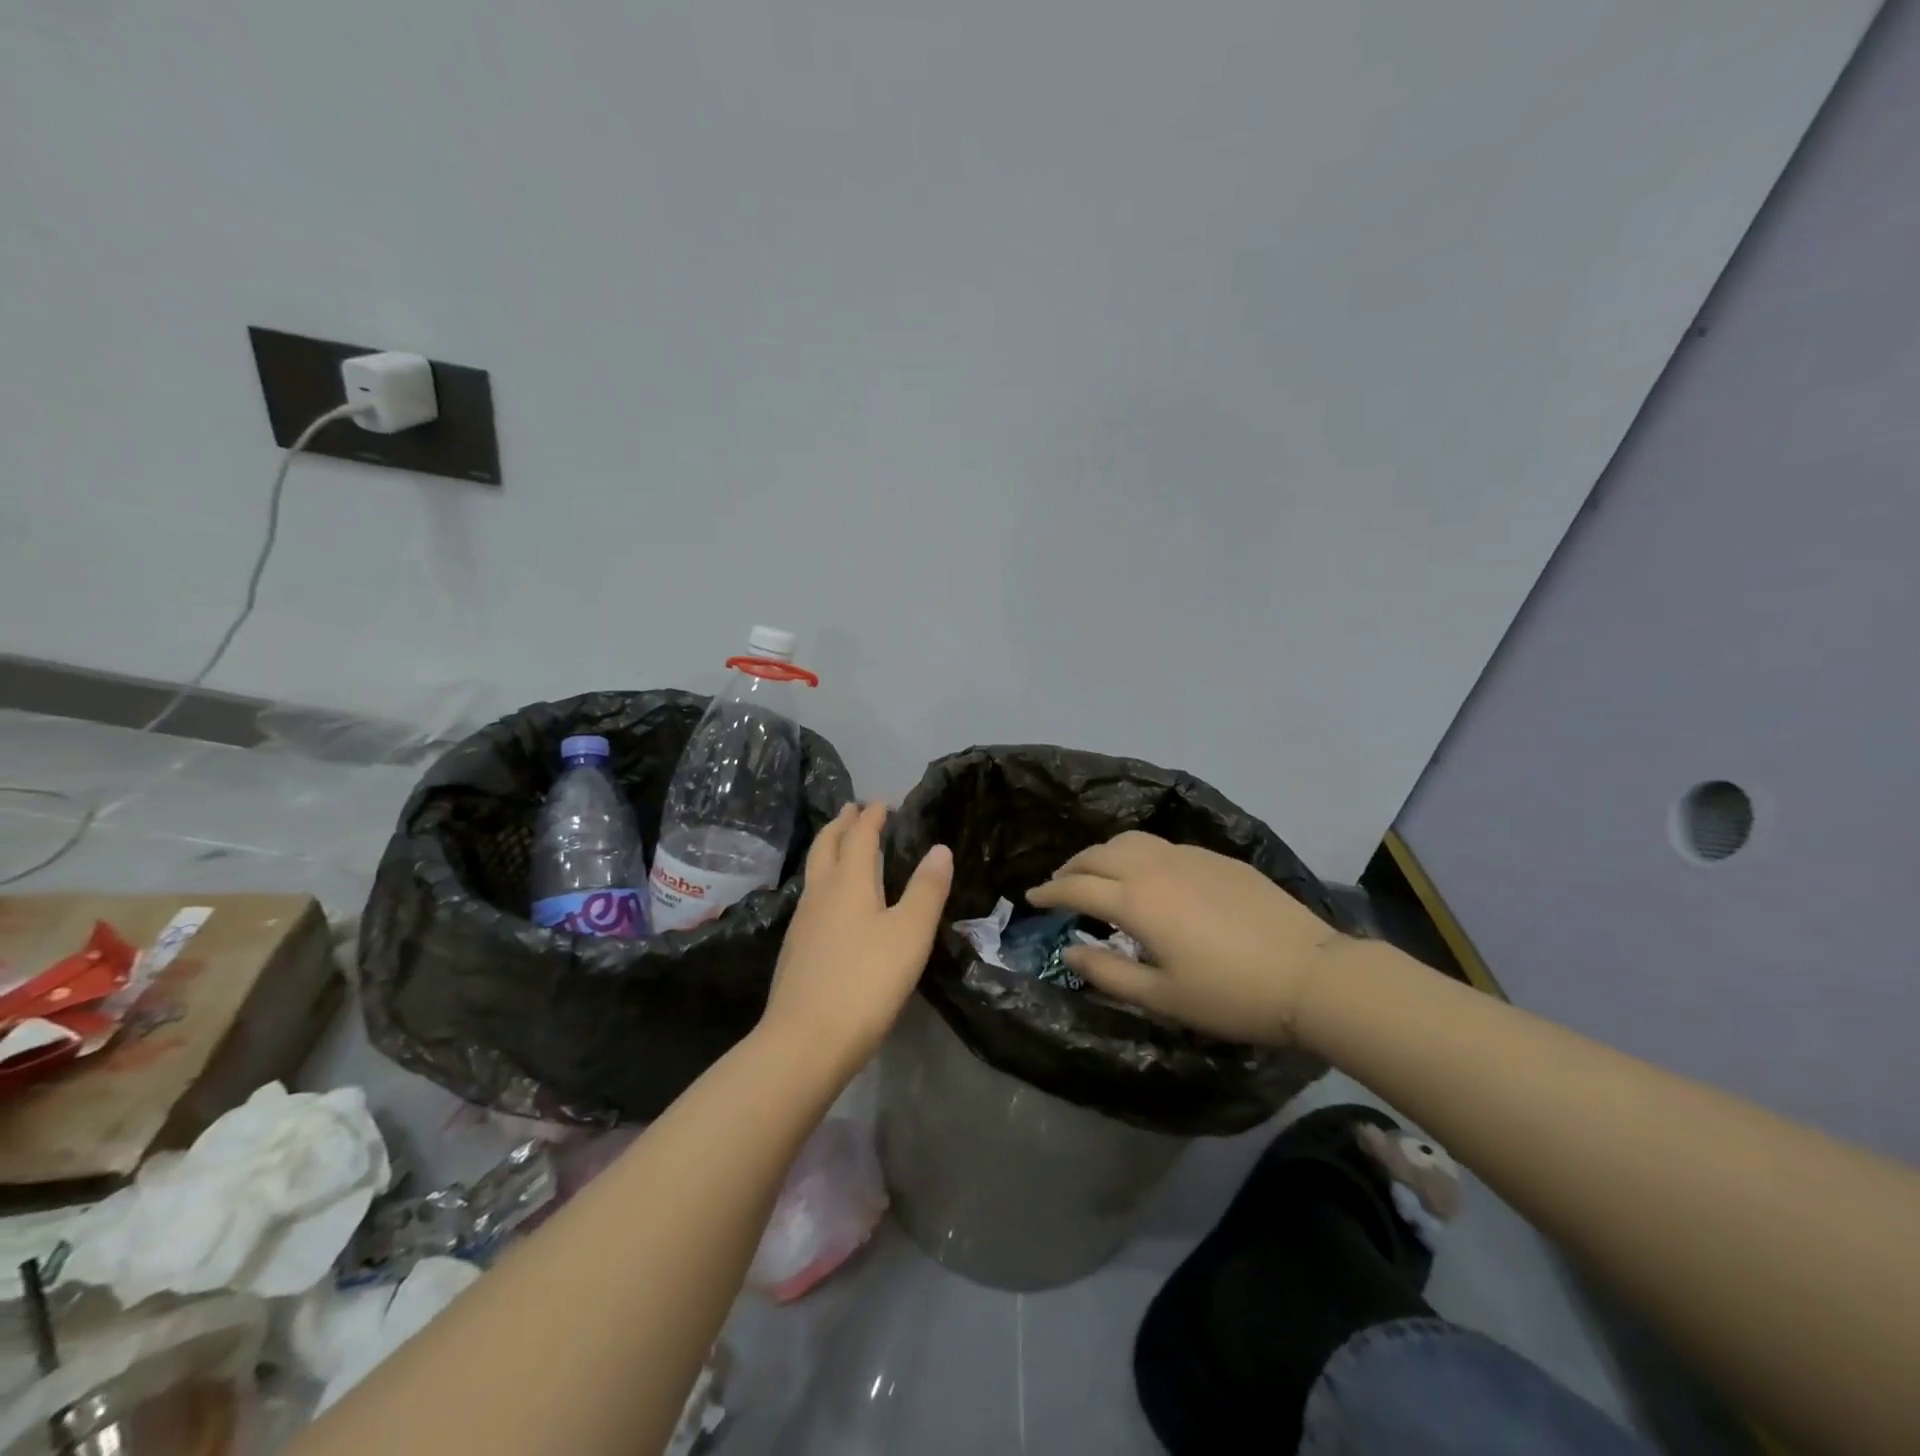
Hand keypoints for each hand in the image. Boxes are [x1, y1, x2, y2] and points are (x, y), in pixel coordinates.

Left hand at [762, 802, 952, 1079]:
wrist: (806, 1040)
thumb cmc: (866, 981)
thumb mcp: (910, 933)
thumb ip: (927, 889)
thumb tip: (939, 848)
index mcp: (849, 882)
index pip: (859, 836)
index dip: (872, 816)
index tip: (883, 802)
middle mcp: (820, 893)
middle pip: (827, 846)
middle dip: (841, 824)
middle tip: (854, 809)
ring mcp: (803, 922)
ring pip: (815, 871)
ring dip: (829, 850)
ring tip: (843, 847)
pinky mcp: (796, 949)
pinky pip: (812, 897)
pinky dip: (825, 881)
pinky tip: (832, 902)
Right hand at [1026, 831, 1347, 1045]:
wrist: (1311, 974)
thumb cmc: (1230, 995)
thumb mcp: (1162, 996)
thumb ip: (1107, 972)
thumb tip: (1069, 949)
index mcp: (1136, 901)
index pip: (1076, 887)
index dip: (1049, 892)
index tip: (1031, 898)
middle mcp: (1154, 867)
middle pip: (1098, 854)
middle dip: (1071, 867)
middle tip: (1058, 885)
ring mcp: (1188, 856)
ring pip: (1129, 840)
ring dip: (1102, 854)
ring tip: (1096, 873)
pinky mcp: (1216, 858)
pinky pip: (1160, 845)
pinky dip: (1136, 853)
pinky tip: (1146, 874)